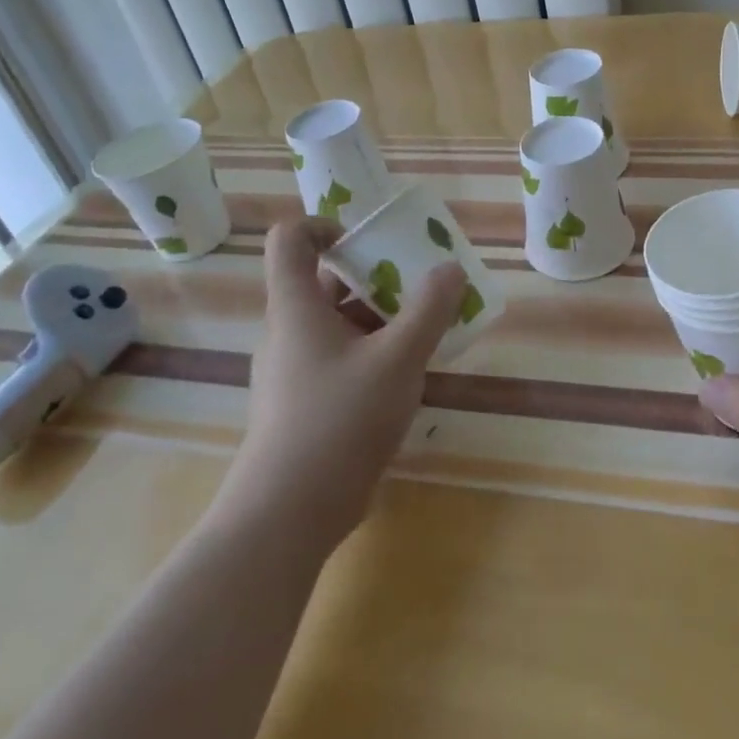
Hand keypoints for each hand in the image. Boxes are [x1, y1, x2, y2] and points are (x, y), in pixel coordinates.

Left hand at [210, 217, 464, 553]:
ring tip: (428, 329)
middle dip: (376, 276)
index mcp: (296, 306)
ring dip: (381, 318)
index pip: (291, 238)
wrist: (289, 512)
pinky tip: (408, 376)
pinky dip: (373, 353)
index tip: (371, 241)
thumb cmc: (340, 419)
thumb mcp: (399, 358)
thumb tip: (450, 269)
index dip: (326, 226)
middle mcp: (288, 331)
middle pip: (326, 282)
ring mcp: (293, 370)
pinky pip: (340, 358)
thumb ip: (430, 309)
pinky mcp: (304, 404)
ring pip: (338, 324)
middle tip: (420, 285)